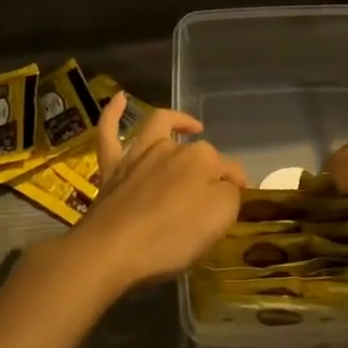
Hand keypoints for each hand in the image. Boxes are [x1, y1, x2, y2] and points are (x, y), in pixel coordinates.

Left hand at [67, 93, 246, 291]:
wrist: (112, 249)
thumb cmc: (172, 237)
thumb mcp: (219, 220)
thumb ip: (230, 195)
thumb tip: (229, 184)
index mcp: (202, 159)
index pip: (230, 169)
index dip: (236, 186)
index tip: (237, 205)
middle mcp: (171, 148)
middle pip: (198, 152)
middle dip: (210, 167)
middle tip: (213, 196)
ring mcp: (138, 154)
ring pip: (158, 127)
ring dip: (176, 122)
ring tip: (189, 126)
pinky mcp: (111, 167)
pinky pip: (109, 131)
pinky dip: (114, 112)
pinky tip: (120, 98)